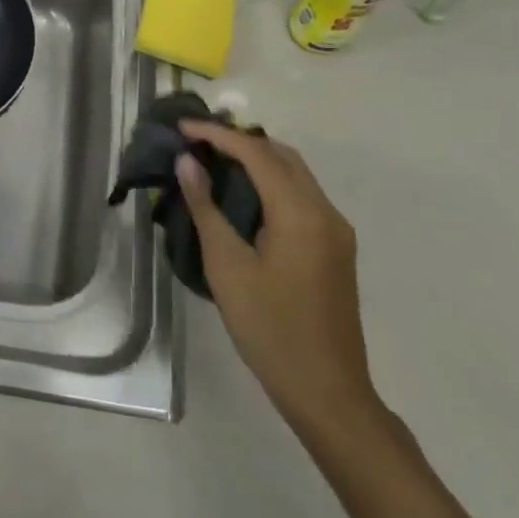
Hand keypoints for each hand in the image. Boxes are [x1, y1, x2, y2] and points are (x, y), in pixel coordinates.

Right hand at [174, 121, 381, 438]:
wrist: (326, 390)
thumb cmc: (269, 328)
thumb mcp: (228, 267)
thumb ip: (206, 209)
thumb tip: (187, 163)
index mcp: (301, 213)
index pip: (257, 153)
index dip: (218, 135)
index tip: (182, 128)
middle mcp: (325, 212)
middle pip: (282, 156)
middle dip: (239, 141)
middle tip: (196, 141)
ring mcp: (336, 231)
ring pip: (295, 175)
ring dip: (257, 160)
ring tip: (213, 162)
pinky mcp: (335, 248)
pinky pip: (301, 197)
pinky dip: (271, 183)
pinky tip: (243, 197)